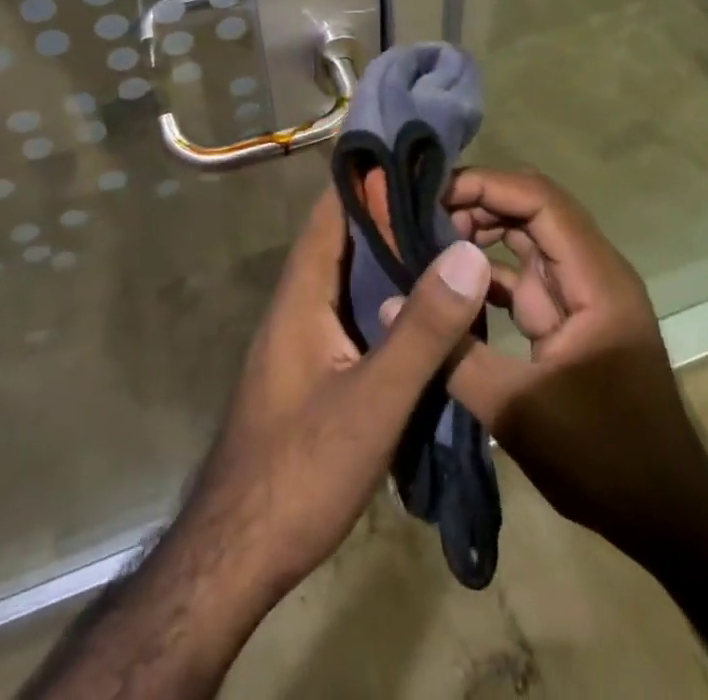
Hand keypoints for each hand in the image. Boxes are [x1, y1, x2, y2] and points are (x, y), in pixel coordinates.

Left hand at [184, 181, 493, 604]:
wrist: (240, 551)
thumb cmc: (301, 469)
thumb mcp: (374, 400)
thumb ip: (423, 330)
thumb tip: (467, 252)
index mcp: (302, 292)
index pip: (333, 210)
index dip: (370, 177)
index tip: (419, 156)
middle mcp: (299, 302)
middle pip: (345, 240)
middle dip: (393, 215)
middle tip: (453, 199)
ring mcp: (304, 336)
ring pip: (351, 278)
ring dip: (393, 257)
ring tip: (450, 242)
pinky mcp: (314, 367)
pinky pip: (355, 313)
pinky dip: (388, 299)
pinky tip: (426, 309)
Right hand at [418, 168, 707, 563]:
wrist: (667, 516)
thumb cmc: (605, 458)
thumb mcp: (520, 411)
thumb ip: (453, 354)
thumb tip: (390, 306)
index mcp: (596, 281)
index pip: (541, 201)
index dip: (488, 186)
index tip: (433, 194)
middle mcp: (591, 274)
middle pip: (532, 210)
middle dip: (476, 204)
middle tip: (418, 217)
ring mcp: (579, 296)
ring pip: (525, 239)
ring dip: (478, 235)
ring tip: (424, 241)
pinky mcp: (566, 320)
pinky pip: (521, 277)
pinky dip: (484, 274)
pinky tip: (445, 285)